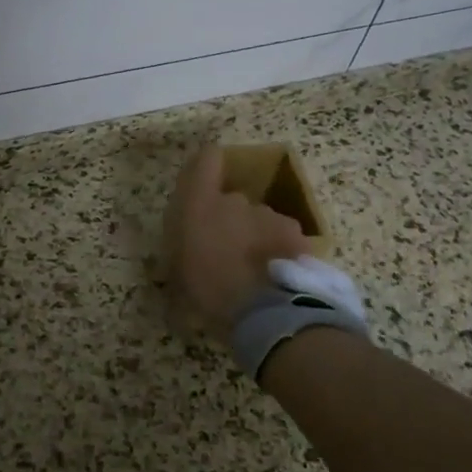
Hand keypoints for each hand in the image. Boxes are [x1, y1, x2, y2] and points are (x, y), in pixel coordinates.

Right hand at [165, 145, 310, 331]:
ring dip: (255, 236)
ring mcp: (268, 214)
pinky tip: (277, 275)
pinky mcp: (294, 232)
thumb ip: (178, 253)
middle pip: (232, 200)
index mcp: (200, 205)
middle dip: (230, 221)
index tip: (205, 177)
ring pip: (259, 219)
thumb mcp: (177, 278)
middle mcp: (235, 200)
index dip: (206, 164)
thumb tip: (179, 250)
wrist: (264, 311)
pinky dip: (279, 249)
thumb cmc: (209, 293)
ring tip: (255, 270)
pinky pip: (282, 235)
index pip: (206, 159)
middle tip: (227, 253)